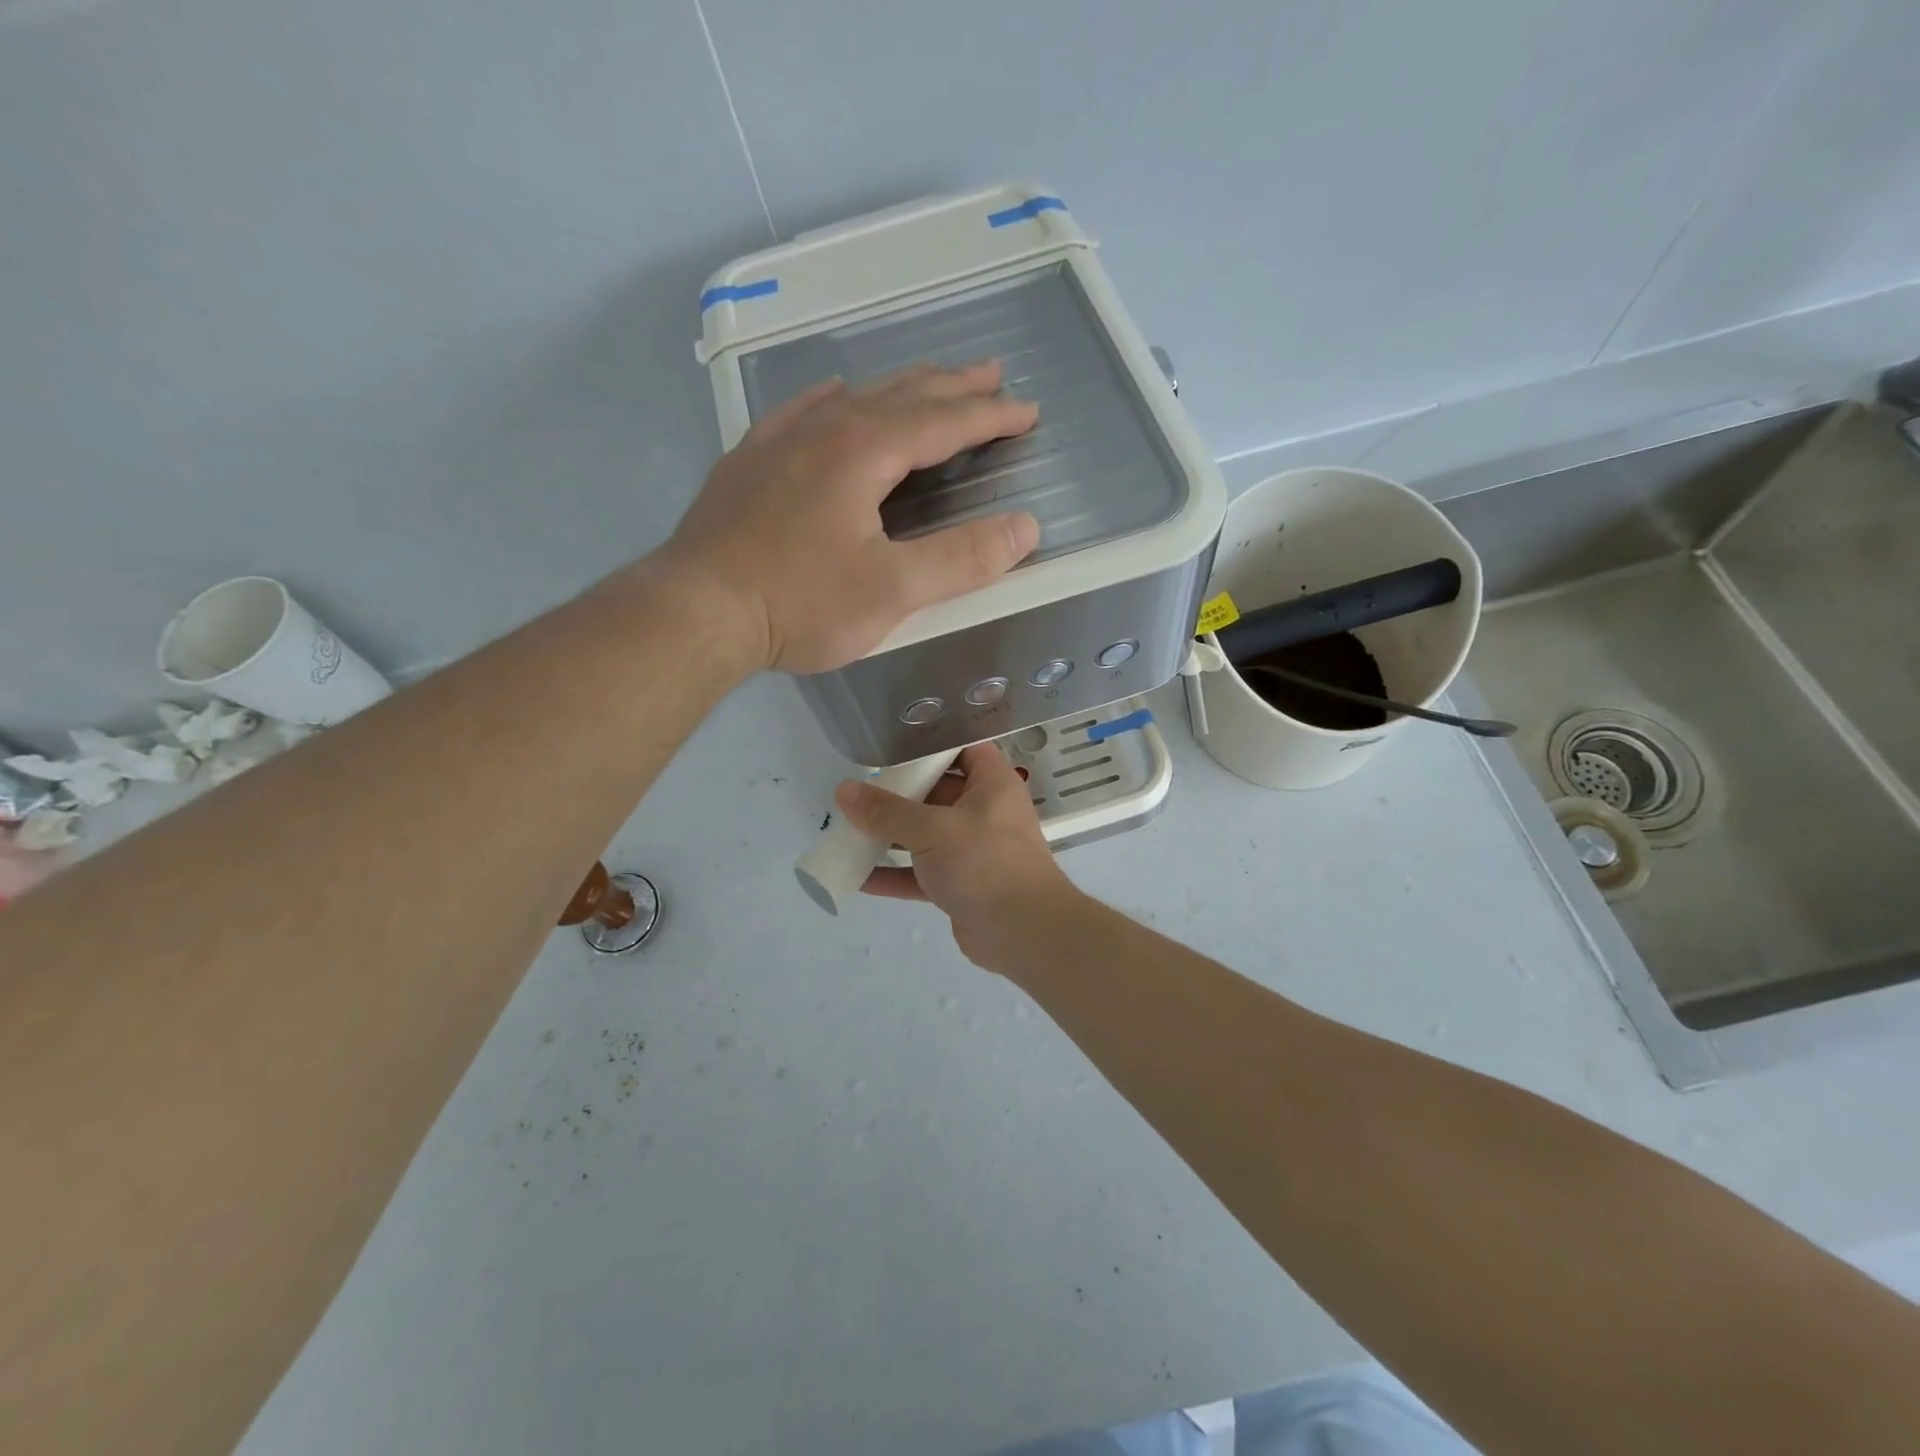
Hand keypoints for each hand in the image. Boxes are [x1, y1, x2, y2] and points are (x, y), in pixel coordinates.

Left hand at [659, 362, 1041, 674]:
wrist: (696, 610)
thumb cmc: (799, 603)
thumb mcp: (892, 591)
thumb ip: (962, 559)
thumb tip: (1025, 527)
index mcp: (863, 450)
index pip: (943, 421)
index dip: (990, 415)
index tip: (1028, 411)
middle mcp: (823, 428)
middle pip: (901, 394)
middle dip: (953, 386)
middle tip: (991, 374)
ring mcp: (779, 440)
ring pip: (854, 397)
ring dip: (900, 388)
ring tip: (929, 382)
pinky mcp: (749, 462)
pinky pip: (802, 410)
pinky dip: (834, 398)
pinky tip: (835, 394)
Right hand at [835, 743, 1079, 969]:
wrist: (1024, 933)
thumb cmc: (985, 863)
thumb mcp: (932, 829)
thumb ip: (887, 811)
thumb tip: (844, 791)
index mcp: (992, 784)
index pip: (964, 748)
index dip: (932, 743)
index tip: (891, 743)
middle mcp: (985, 811)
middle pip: (938, 791)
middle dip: (899, 793)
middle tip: (858, 789)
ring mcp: (973, 850)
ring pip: (926, 834)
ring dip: (891, 835)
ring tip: (847, 829)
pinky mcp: (961, 884)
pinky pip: (922, 873)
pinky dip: (894, 874)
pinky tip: (857, 877)